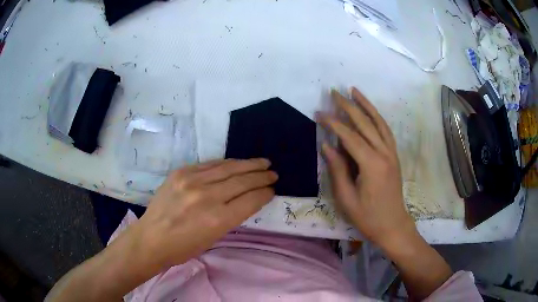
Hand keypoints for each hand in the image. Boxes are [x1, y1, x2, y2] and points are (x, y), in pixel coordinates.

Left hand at [138, 159, 277, 266]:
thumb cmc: (183, 248)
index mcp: (218, 219)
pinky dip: (226, 163)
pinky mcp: (181, 172)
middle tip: (272, 172)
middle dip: (261, 176)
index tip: (272, 189)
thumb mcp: (213, 238)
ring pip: (228, 168)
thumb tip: (246, 200)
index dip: (265, 193)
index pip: (250, 200)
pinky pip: (210, 164)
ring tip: (262, 162)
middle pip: (242, 181)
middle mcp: (207, 197)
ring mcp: (192, 181)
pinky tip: (236, 162)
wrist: (151, 238)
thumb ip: (231, 217)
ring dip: (248, 164)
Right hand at [317, 88, 416, 250]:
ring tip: (354, 91)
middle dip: (348, 106)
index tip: (319, 113)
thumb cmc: (368, 217)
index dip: (333, 123)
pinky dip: (377, 117)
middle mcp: (384, 153)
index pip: (350, 136)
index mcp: (371, 165)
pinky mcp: (394, 156)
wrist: (393, 225)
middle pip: (365, 123)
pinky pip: (386, 131)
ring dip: (366, 105)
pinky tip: (370, 111)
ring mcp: (392, 153)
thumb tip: (327, 145)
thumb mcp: (347, 198)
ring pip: (379, 122)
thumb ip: (338, 169)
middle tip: (334, 92)